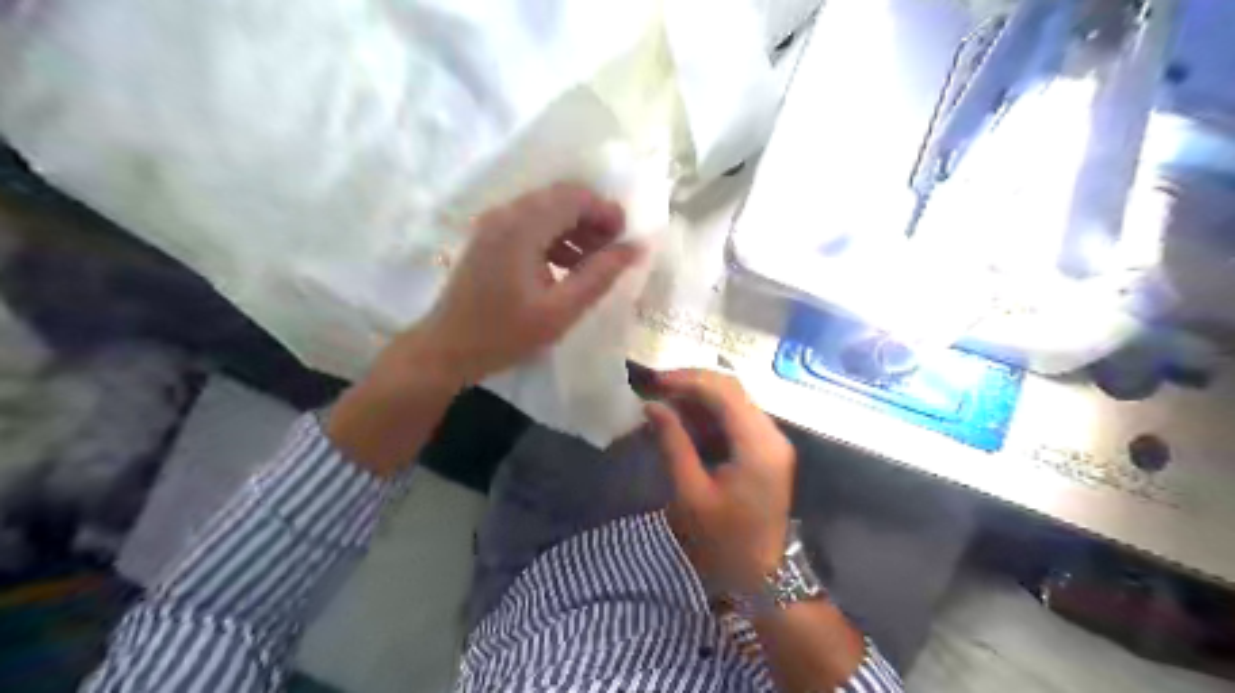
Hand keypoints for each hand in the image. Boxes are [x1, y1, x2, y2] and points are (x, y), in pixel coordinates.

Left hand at [417, 183, 641, 387]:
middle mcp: (505, 214)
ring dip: (575, 228)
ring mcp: (493, 224)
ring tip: (595, 262)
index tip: (626, 239)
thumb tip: (636, 248)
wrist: (446, 349)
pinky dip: (555, 237)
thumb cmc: (504, 335)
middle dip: (593, 218)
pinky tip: (568, 267)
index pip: (573, 197)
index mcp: (521, 227)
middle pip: (560, 198)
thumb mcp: (560, 311)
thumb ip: (600, 276)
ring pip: (546, 209)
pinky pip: (531, 224)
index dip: (605, 211)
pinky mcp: (489, 238)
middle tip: (614, 250)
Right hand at [642, 370, 796, 593]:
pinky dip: (708, 414)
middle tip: (655, 388)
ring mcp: (771, 440)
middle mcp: (771, 434)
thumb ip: (673, 444)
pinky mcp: (766, 449)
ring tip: (663, 402)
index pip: (724, 391)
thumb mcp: (691, 493)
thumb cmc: (724, 541)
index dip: (687, 380)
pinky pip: (736, 418)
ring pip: (734, 400)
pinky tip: (683, 420)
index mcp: (758, 445)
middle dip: (691, 383)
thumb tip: (652, 407)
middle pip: (732, 389)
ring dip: (699, 397)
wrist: (762, 576)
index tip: (654, 382)